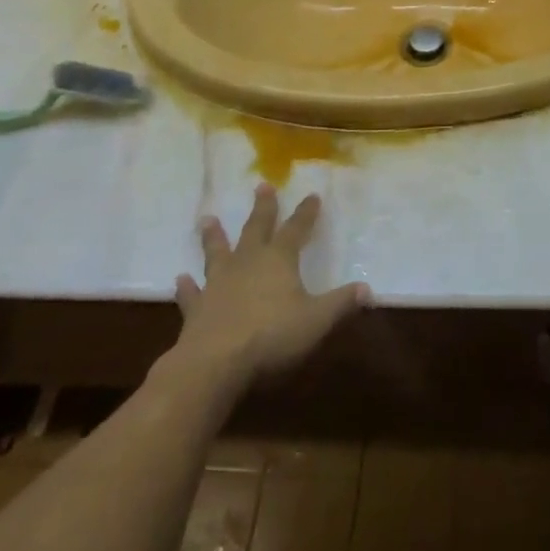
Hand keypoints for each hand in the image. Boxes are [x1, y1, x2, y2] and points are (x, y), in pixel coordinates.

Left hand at [173, 185, 368, 387]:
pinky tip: (180, 279)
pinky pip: (192, 293)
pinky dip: (187, 287)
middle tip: (261, 186)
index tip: (312, 195)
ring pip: (217, 252)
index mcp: (279, 260)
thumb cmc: (272, 336)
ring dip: (214, 236)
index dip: (306, 213)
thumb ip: (341, 304)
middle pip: (256, 229)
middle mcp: (247, 263)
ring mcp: (218, 284)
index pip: (296, 230)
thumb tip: (368, 289)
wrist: (214, 364)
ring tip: (208, 218)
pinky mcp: (196, 310)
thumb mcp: (317, 320)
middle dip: (262, 208)